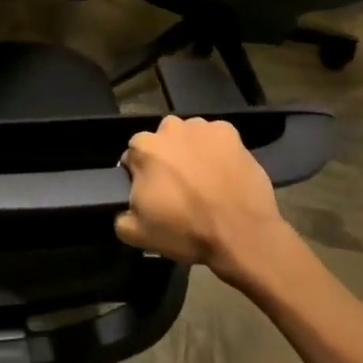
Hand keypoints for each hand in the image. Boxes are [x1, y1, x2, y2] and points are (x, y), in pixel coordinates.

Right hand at [116, 115, 304, 284]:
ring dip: (191, 152)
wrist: (242, 235)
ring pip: (189, 137)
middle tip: (179, 188)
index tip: (154, 195)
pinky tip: (224, 173)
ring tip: (205, 180)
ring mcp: (203, 127)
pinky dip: (217, 151)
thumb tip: (125, 208)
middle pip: (161, 142)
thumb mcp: (138, 234)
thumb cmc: (187, 231)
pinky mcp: (230, 132)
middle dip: (166, 159)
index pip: (133, 157)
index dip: (142, 177)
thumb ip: (120, 216)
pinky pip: (216, 139)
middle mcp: (170, 128)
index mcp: (143, 148)